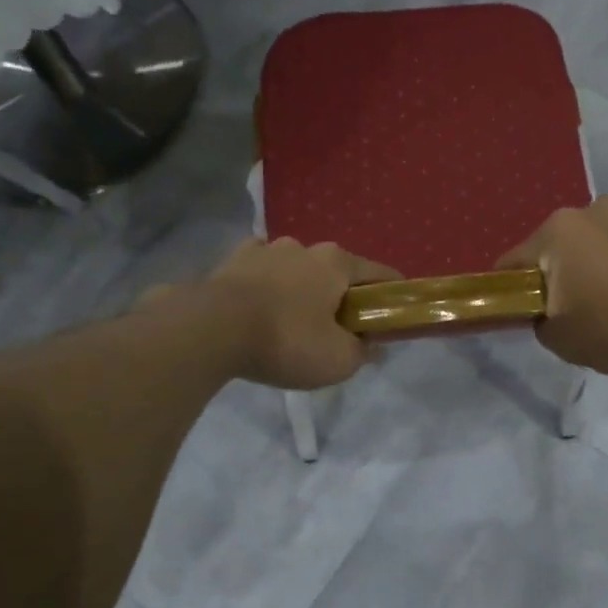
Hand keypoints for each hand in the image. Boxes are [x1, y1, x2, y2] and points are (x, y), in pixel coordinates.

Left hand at [203, 236, 399, 389]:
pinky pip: (260, 271)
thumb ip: (362, 351)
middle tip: (339, 328)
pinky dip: (266, 285)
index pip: (380, 273)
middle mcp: (304, 247)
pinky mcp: (232, 261)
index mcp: (337, 263)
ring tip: (294, 320)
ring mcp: (265, 249)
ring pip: (296, 268)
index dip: (392, 293)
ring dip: (301, 288)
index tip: (395, 313)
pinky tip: (260, 307)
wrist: (211, 330)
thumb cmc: (287, 340)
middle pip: (335, 271)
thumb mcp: (338, 360)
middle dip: (340, 295)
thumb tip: (373, 345)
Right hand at [497, 197, 607, 373]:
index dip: (514, 288)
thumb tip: (548, 315)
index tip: (525, 311)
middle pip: (563, 245)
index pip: (515, 261)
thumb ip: (541, 325)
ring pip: (604, 238)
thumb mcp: (564, 342)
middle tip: (581, 307)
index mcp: (558, 233)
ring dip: (605, 259)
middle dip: (565, 271)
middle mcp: (593, 209)